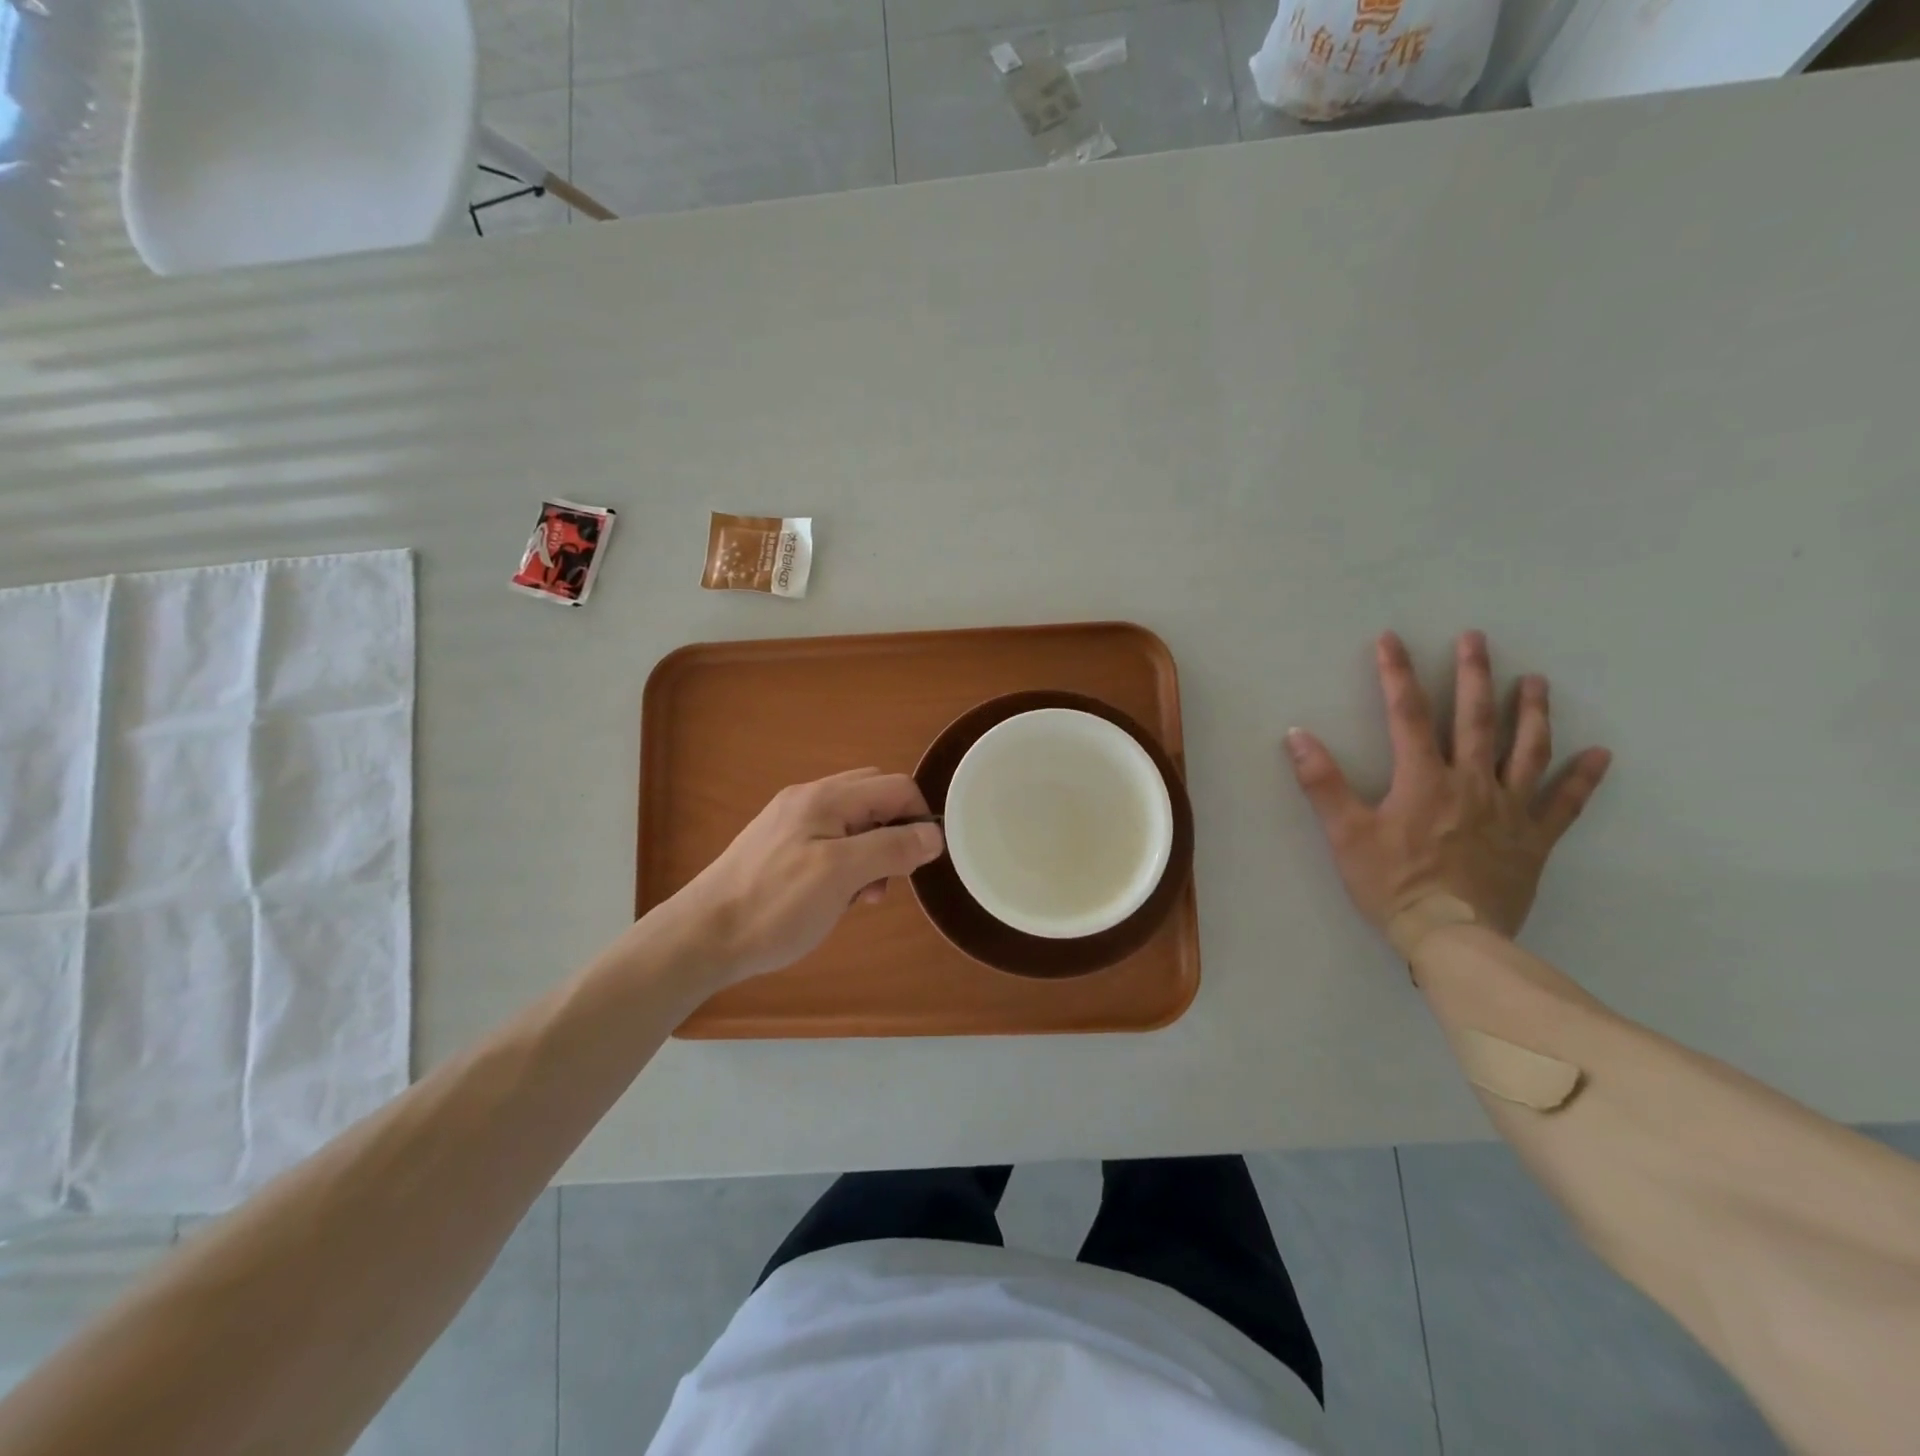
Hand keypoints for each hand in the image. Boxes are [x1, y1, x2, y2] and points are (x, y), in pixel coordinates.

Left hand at [658, 769, 944, 986]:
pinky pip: (830, 841)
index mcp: (826, 798)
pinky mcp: (780, 845)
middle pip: (875, 799)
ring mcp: (791, 821)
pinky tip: (835, 896)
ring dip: (871, 854)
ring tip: (860, 896)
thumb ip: (890, 848)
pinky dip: (846, 863)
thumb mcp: (840, 876)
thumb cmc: (776, 906)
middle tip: (887, 878)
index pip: (896, 787)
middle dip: (893, 835)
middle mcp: (809, 799)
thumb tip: (933, 834)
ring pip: (854, 822)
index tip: (917, 863)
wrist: (702, 937)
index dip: (918, 819)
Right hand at [1286, 631, 1611, 940]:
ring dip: (1532, 712)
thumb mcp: (1345, 834)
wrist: (1452, 938)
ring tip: (1535, 681)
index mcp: (1424, 780)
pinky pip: (1564, 803)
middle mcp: (1472, 784)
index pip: (1408, 715)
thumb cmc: (1392, 884)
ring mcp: (1510, 810)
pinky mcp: (1534, 839)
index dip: (1397, 674)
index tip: (1391, 639)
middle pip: (1476, 719)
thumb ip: (1322, 783)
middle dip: (1474, 674)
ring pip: (1527, 751)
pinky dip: (1583, 778)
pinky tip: (1600, 755)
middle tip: (1476, 638)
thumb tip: (1296, 736)